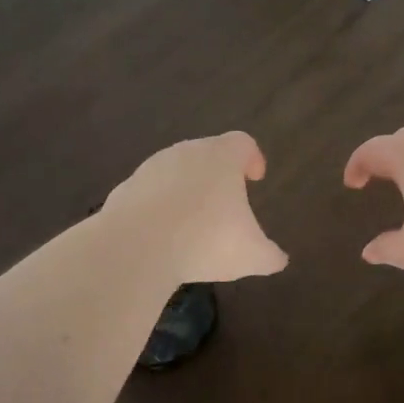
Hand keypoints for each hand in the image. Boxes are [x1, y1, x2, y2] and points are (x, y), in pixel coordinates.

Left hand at [102, 132, 288, 284]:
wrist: (136, 248)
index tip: (255, 177)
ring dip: (185, 191)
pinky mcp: (124, 190)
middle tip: (226, 202)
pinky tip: (162, 236)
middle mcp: (185, 153)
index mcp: (221, 157)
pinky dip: (158, 209)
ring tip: (192, 223)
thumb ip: (270, 255)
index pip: (242, 143)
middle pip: (207, 153)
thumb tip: (278, 259)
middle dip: (218, 175)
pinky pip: (148, 195)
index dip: (252, 158)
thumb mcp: (251, 255)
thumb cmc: (206, 240)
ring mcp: (150, 169)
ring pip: (175, 172)